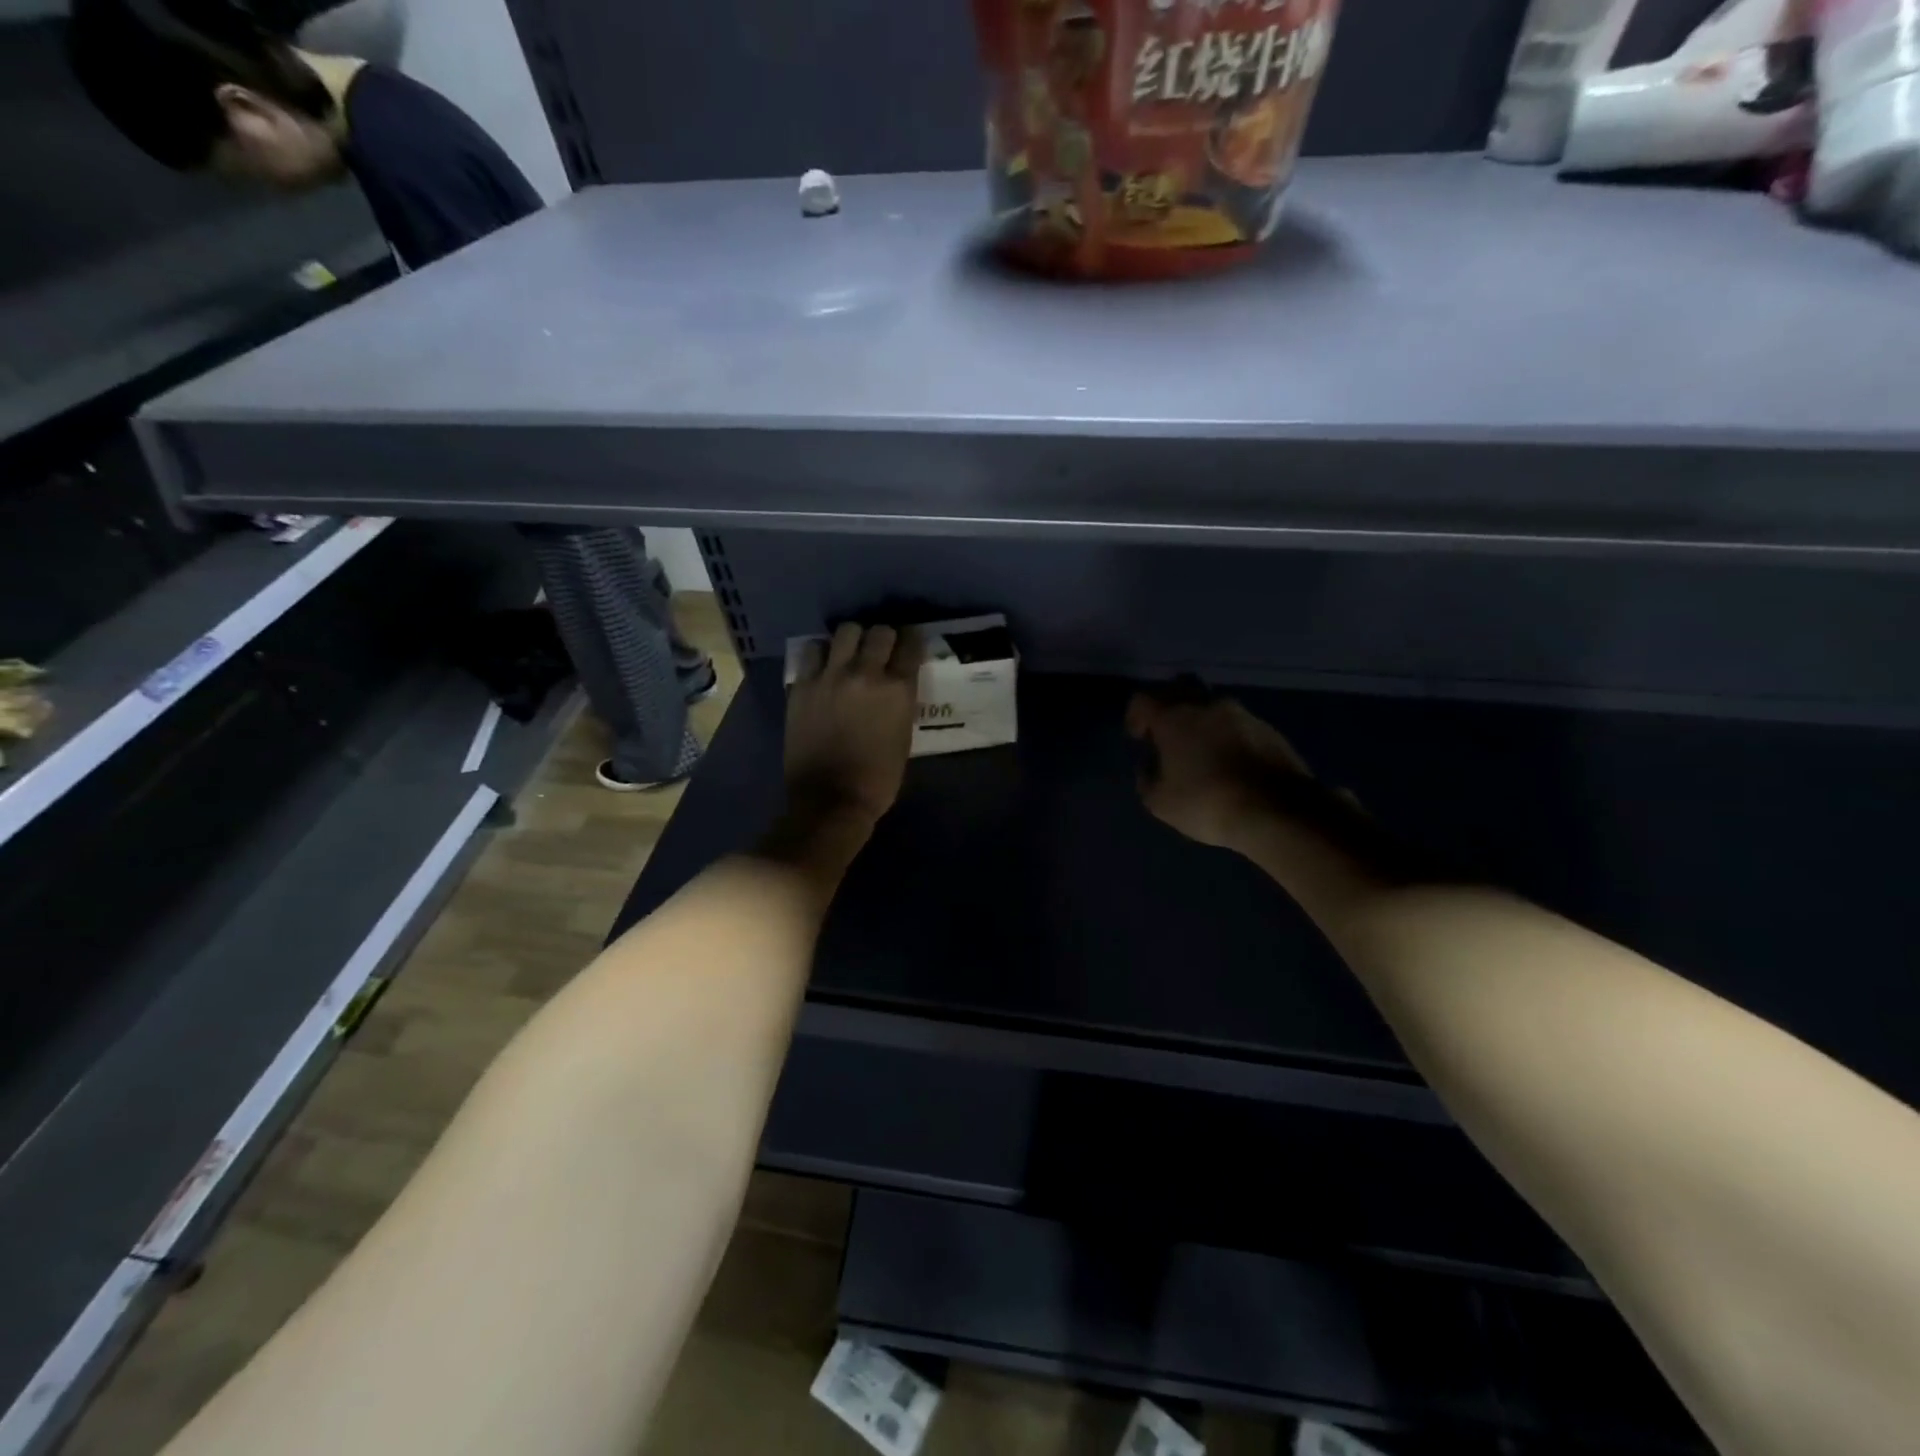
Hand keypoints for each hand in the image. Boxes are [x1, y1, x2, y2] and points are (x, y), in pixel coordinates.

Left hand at [784, 623, 923, 833]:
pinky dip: (821, 654)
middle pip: (879, 632)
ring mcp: (830, 676)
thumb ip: (900, 703)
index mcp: (897, 689)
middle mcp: (865, 673)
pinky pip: (812, 651)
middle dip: (884, 638)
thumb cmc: (877, 779)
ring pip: (845, 632)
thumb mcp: (904, 737)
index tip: (910, 643)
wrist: (830, 800)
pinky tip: (824, 666)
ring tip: (849, 653)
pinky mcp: (802, 685)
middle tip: (881, 649)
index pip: (911, 644)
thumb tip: (895, 685)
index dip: (913, 640)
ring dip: (852, 640)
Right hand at [1125, 689, 1314, 854]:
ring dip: (1201, 720)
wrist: (1277, 812)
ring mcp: (1243, 714)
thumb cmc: (1207, 804)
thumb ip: (1147, 779)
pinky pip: (1238, 723)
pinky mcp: (1270, 730)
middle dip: (1168, 706)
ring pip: (1212, 705)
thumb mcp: (1160, 802)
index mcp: (1174, 717)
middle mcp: (1207, 705)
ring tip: (1201, 750)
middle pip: (1180, 687)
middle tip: (1167, 733)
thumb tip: (1150, 766)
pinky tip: (1229, 761)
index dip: (1135, 716)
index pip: (1143, 700)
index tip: (1138, 738)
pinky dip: (1227, 735)